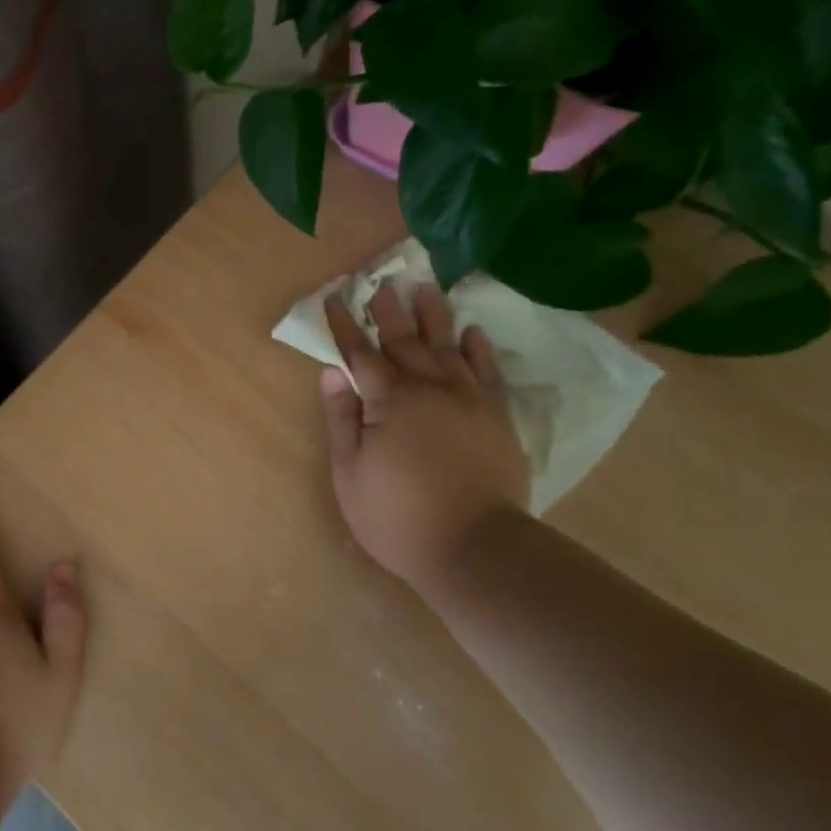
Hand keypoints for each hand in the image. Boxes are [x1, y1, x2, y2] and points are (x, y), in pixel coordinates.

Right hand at [320, 283, 529, 594]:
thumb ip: (342, 418)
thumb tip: (333, 373)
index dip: (346, 326)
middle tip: (382, 282)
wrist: (476, 548)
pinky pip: (489, 372)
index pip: (361, 353)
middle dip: (389, 311)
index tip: (334, 299)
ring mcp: (469, 400)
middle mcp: (430, 389)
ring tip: (427, 289)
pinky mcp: (497, 418)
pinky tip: (473, 332)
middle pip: (406, 341)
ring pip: (449, 347)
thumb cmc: (398, 516)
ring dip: (435, 317)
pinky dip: (479, 350)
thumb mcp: (350, 473)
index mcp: (390, 400)